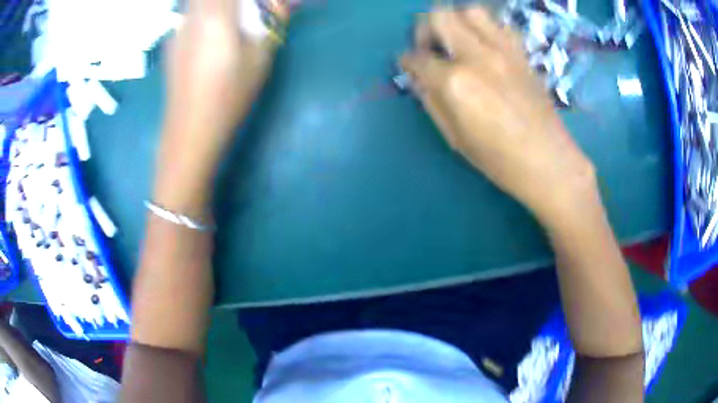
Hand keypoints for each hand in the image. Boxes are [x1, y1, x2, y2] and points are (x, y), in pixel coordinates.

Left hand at [162, 0, 277, 168]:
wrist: (190, 130)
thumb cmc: (229, 95)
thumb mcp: (260, 58)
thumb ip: (272, 21)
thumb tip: (285, 3)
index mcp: (215, 15)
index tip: (258, 6)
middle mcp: (191, 16)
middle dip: (231, 2)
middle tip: (245, 10)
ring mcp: (177, 29)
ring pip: (195, 2)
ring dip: (216, 5)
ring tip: (232, 20)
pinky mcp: (171, 42)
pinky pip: (188, 13)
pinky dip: (203, 12)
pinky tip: (211, 32)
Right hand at [400, 7, 596, 225]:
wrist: (548, 161)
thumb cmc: (499, 159)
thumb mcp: (454, 137)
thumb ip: (430, 100)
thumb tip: (418, 76)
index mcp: (456, 83)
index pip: (417, 57)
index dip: (407, 60)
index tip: (409, 65)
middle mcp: (477, 56)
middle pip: (440, 16)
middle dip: (426, 28)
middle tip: (431, 47)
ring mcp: (504, 50)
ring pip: (470, 10)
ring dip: (457, 21)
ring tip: (458, 41)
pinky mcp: (522, 53)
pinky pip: (499, 24)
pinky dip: (486, 28)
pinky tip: (486, 47)